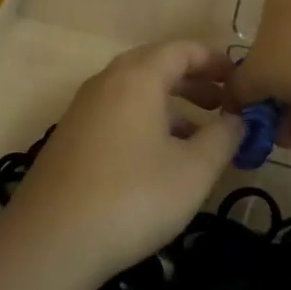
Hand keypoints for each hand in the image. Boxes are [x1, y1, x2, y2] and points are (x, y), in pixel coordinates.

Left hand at [6, 41, 242, 283]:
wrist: (51, 240)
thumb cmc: (133, 197)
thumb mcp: (193, 171)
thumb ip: (223, 138)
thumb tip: (239, 119)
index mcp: (137, 77)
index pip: (181, 49)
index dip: (213, 60)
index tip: (239, 78)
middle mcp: (107, 81)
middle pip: (155, 65)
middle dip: (193, 81)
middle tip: (224, 103)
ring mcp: (84, 108)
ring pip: (135, 91)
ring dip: (170, 104)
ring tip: (199, 134)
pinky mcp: (71, 136)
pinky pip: (117, 112)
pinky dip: (145, 120)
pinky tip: (159, 157)